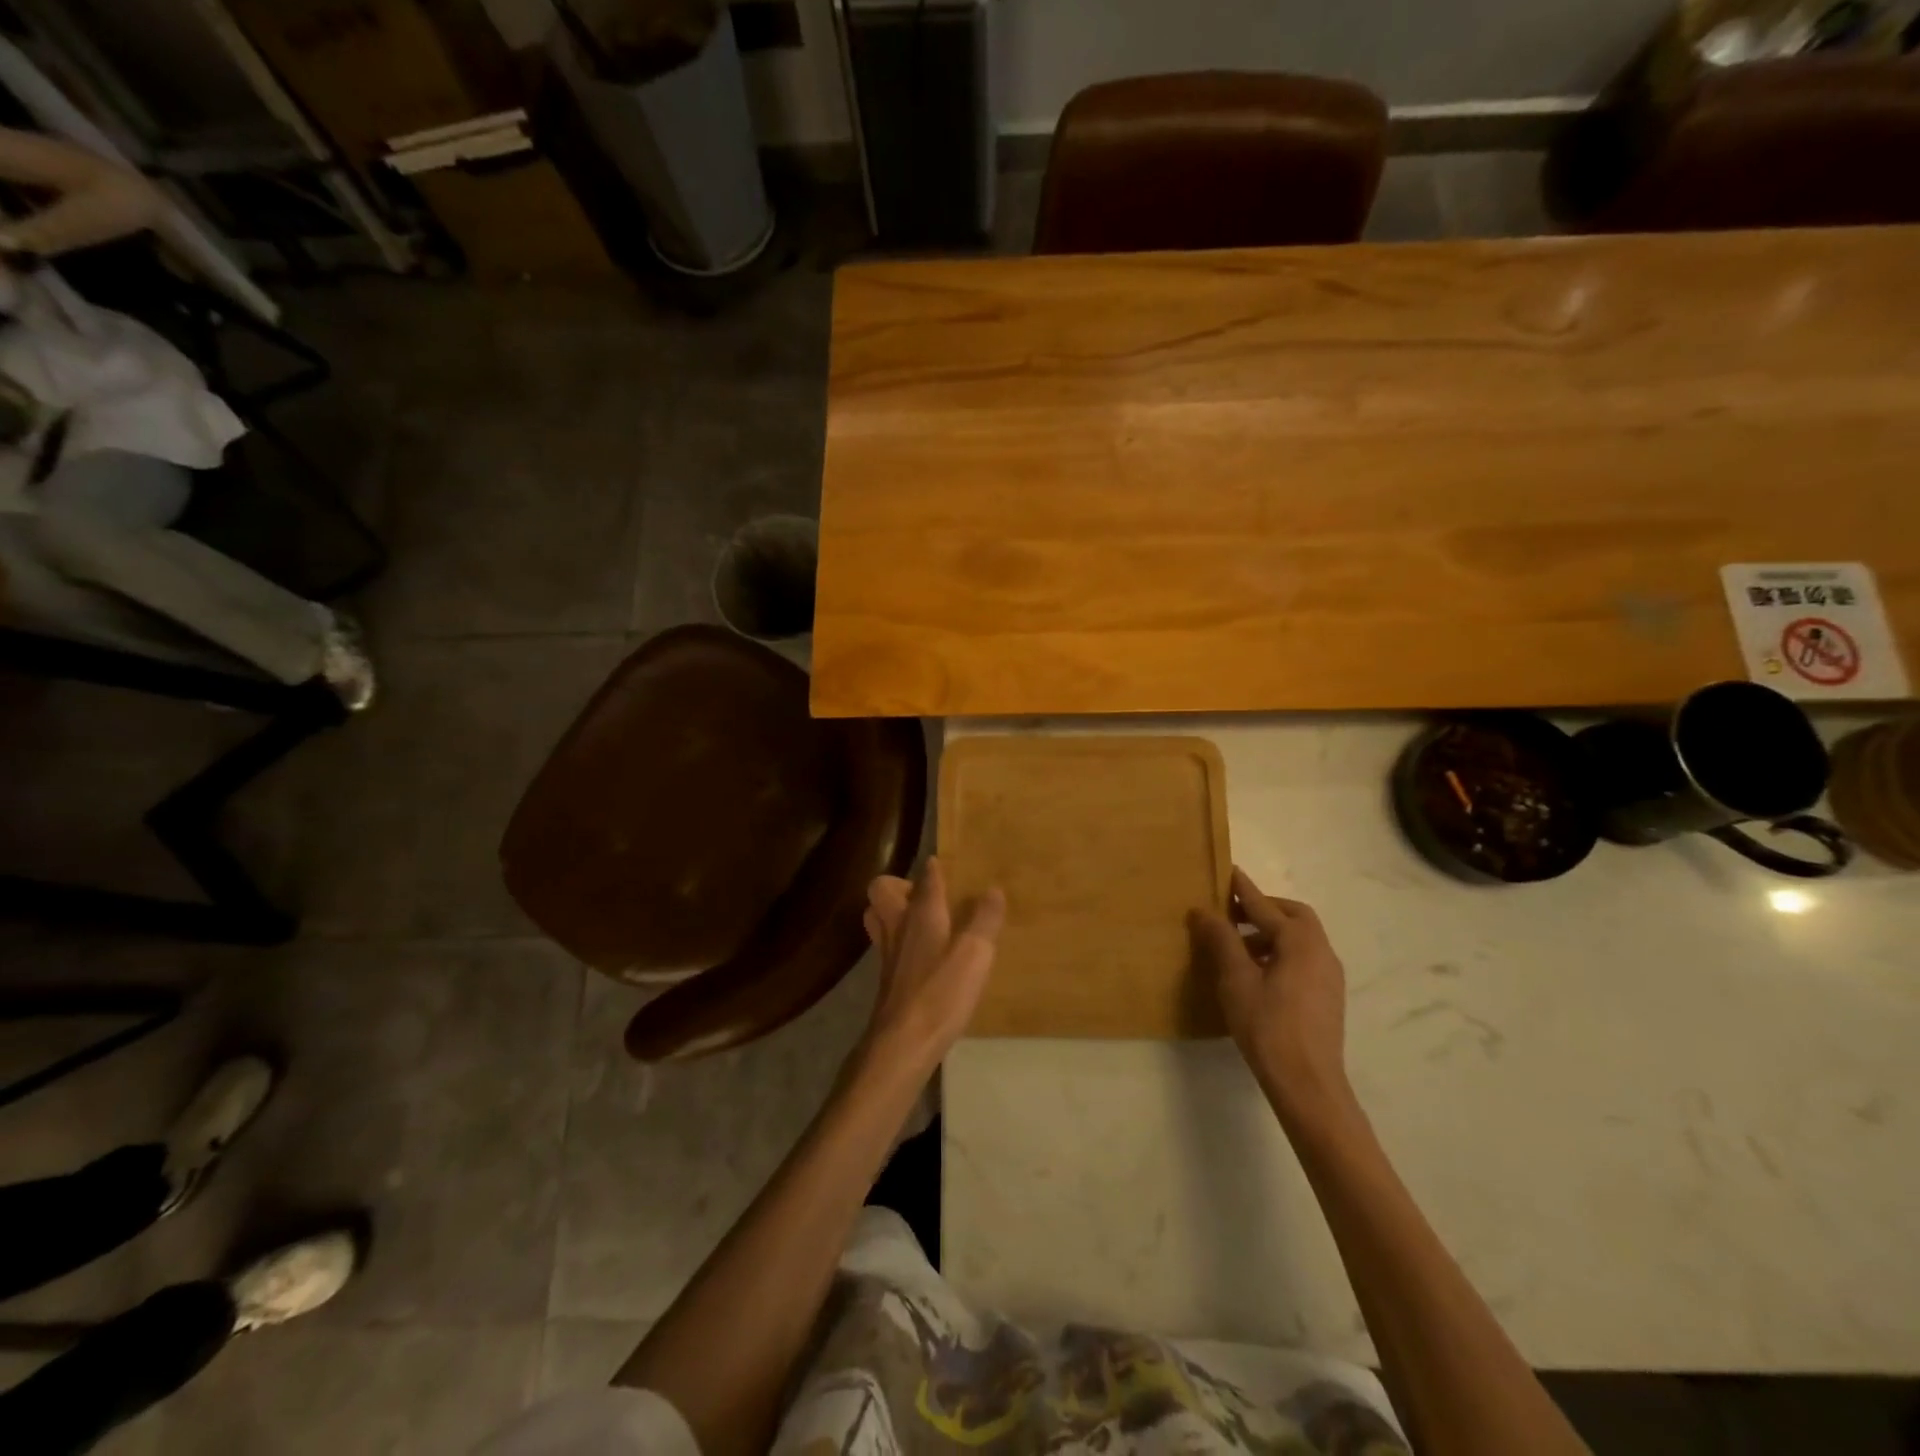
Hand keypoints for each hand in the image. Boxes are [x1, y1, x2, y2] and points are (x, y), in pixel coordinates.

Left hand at [857, 858, 1004, 1079]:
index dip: (935, 868)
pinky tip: (922, 957)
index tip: (943, 864)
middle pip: (882, 891)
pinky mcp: (886, 979)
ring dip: (893, 912)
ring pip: (878, 917)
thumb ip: (985, 920)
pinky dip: (899, 941)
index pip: (926, 878)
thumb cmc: (940, 992)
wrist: (902, 1043)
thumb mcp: (974, 954)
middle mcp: (898, 926)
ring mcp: (887, 953)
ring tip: (922, 921)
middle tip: (926, 896)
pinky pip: (886, 945)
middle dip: (899, 885)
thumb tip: (993, 889)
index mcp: (921, 914)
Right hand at [1189, 867, 1354, 1125]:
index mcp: (1299, 941)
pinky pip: (1304, 958)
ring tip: (1238, 946)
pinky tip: (1258, 973)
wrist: (1308, 1083)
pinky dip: (1281, 952)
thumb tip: (1204, 911)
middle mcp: (1321, 951)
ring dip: (1271, 932)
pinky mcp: (1328, 996)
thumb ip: (1221, 940)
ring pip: (1300, 938)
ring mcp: (1329, 975)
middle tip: (1232, 913)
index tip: (1227, 871)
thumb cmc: (1268, 1026)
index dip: (1242, 889)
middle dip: (1263, 909)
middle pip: (1293, 916)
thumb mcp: (1236, 980)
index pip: (1265, 905)